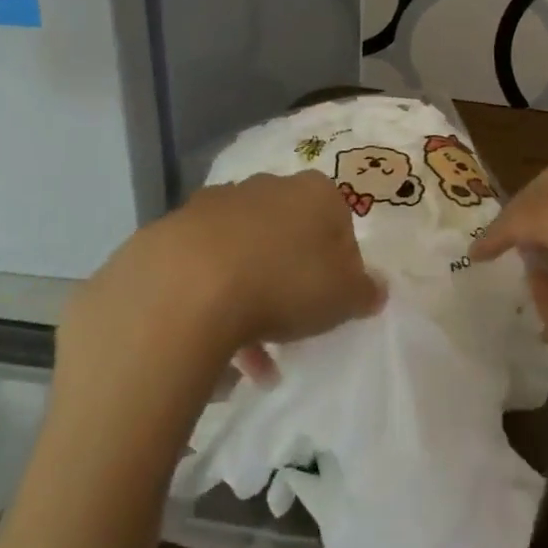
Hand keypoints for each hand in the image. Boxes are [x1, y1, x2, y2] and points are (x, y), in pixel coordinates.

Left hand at [58, 172, 384, 394]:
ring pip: (243, 252)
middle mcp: (266, 187)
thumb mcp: (344, 297)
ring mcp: (214, 205)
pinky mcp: (172, 230)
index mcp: (314, 192)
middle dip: (291, 278)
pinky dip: (211, 301)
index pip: (338, 221)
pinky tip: (213, 346)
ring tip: (251, 361)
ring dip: (250, 297)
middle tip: (291, 326)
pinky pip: (202, 268)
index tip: (331, 300)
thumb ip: (366, 291)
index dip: (339, 263)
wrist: (187, 287)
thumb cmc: (284, 283)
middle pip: (288, 234)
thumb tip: (375, 288)